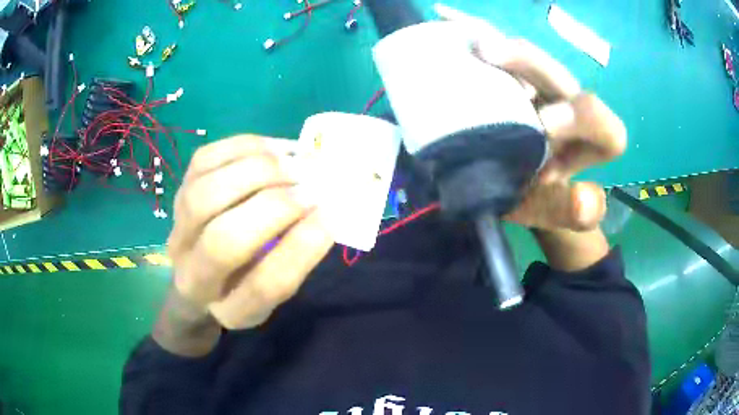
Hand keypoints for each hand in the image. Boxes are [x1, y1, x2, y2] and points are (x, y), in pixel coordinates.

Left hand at [166, 135, 333, 329]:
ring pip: (206, 194)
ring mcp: (177, 230)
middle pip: (224, 240)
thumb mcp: (275, 286)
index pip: (264, 286)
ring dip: (258, 171)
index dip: (302, 247)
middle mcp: (193, 275)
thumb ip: (297, 254)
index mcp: (230, 310)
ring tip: (296, 161)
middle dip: (276, 205)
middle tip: (316, 184)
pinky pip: (204, 160)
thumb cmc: (244, 282)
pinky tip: (274, 148)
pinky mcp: (177, 193)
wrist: (197, 273)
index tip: (333, 215)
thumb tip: (327, 204)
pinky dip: (244, 148)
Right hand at [436, 4, 626, 232]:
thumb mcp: (549, 213)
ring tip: (465, 38)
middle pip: (557, 73)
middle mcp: (567, 103)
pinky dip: (470, 30)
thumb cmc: (537, 202)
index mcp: (589, 138)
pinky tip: (444, 16)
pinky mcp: (511, 76)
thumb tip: (587, 201)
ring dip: (495, 41)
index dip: (580, 116)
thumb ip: (570, 212)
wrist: (515, 189)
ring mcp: (537, 85)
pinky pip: (495, 47)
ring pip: (524, 55)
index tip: (543, 125)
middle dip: (527, 62)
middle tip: (487, 53)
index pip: (601, 121)